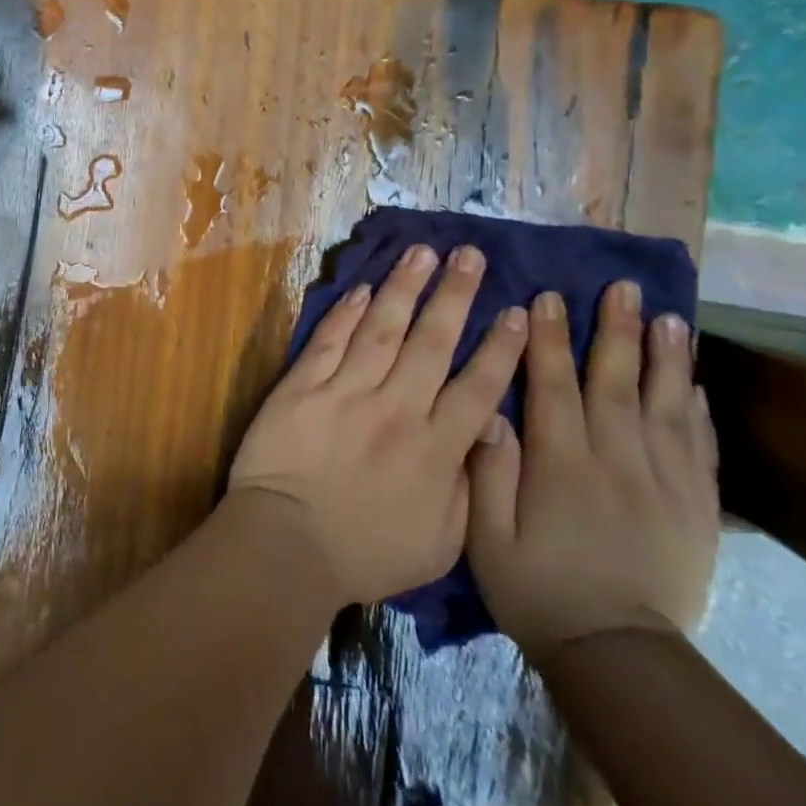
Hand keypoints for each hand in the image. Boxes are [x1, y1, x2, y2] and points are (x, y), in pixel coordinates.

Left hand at [227, 244, 528, 604]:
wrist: (287, 545)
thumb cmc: (365, 553)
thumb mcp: (442, 543)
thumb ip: (469, 486)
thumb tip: (486, 435)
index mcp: (436, 448)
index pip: (478, 386)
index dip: (501, 347)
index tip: (517, 311)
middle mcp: (398, 408)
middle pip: (432, 341)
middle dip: (455, 295)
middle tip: (470, 255)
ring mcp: (347, 392)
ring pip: (382, 328)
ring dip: (404, 287)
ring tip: (422, 252)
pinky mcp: (303, 387)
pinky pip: (331, 341)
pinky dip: (347, 313)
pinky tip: (363, 289)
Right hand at [466, 282, 719, 665]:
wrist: (616, 653)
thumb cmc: (536, 589)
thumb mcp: (486, 536)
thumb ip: (488, 472)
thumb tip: (491, 412)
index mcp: (561, 466)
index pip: (554, 387)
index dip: (547, 340)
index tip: (546, 298)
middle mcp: (617, 462)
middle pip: (615, 383)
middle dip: (614, 332)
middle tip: (621, 288)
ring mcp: (664, 483)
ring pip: (665, 406)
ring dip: (665, 358)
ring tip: (669, 317)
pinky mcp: (696, 508)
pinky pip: (701, 447)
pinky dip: (698, 409)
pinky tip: (695, 382)